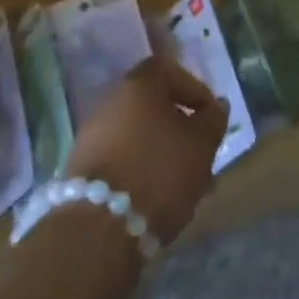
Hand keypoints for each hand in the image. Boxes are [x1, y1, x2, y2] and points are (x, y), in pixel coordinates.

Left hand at [66, 58, 225, 243]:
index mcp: (139, 85)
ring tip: (184, 184)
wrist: (99, 227)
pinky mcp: (82, 168)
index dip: (194, 90)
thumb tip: (216, 105)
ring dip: (161, 152)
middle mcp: (111, 101)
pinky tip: (156, 197)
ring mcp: (92, 134)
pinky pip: (121, 158)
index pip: (170, 70)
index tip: (210, 117)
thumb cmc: (159, 172)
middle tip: (200, 154)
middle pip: (153, 105)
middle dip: (179, 128)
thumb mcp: (201, 145)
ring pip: (138, 135)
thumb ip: (213, 120)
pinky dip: (140, 169)